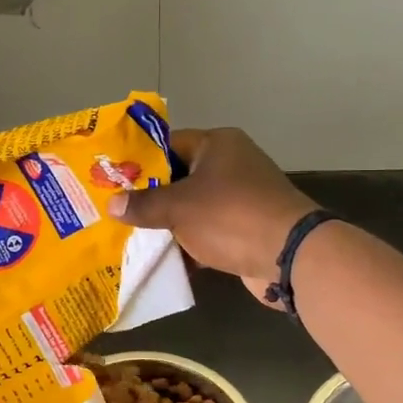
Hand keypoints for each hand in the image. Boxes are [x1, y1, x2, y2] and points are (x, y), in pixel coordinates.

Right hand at [108, 128, 316, 304]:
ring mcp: (242, 198)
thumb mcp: (178, 207)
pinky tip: (164, 259)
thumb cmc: (230, 216)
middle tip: (117, 211)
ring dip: (169, 224)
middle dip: (151, 197)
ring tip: (132, 237)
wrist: (290, 255)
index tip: (113, 180)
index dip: (140, 161)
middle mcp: (232, 164)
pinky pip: (209, 231)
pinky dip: (190, 243)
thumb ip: (143, 205)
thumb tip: (112, 204)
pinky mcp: (247, 228)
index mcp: (217, 144)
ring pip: (194, 207)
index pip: (169, 144)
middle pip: (180, 177)